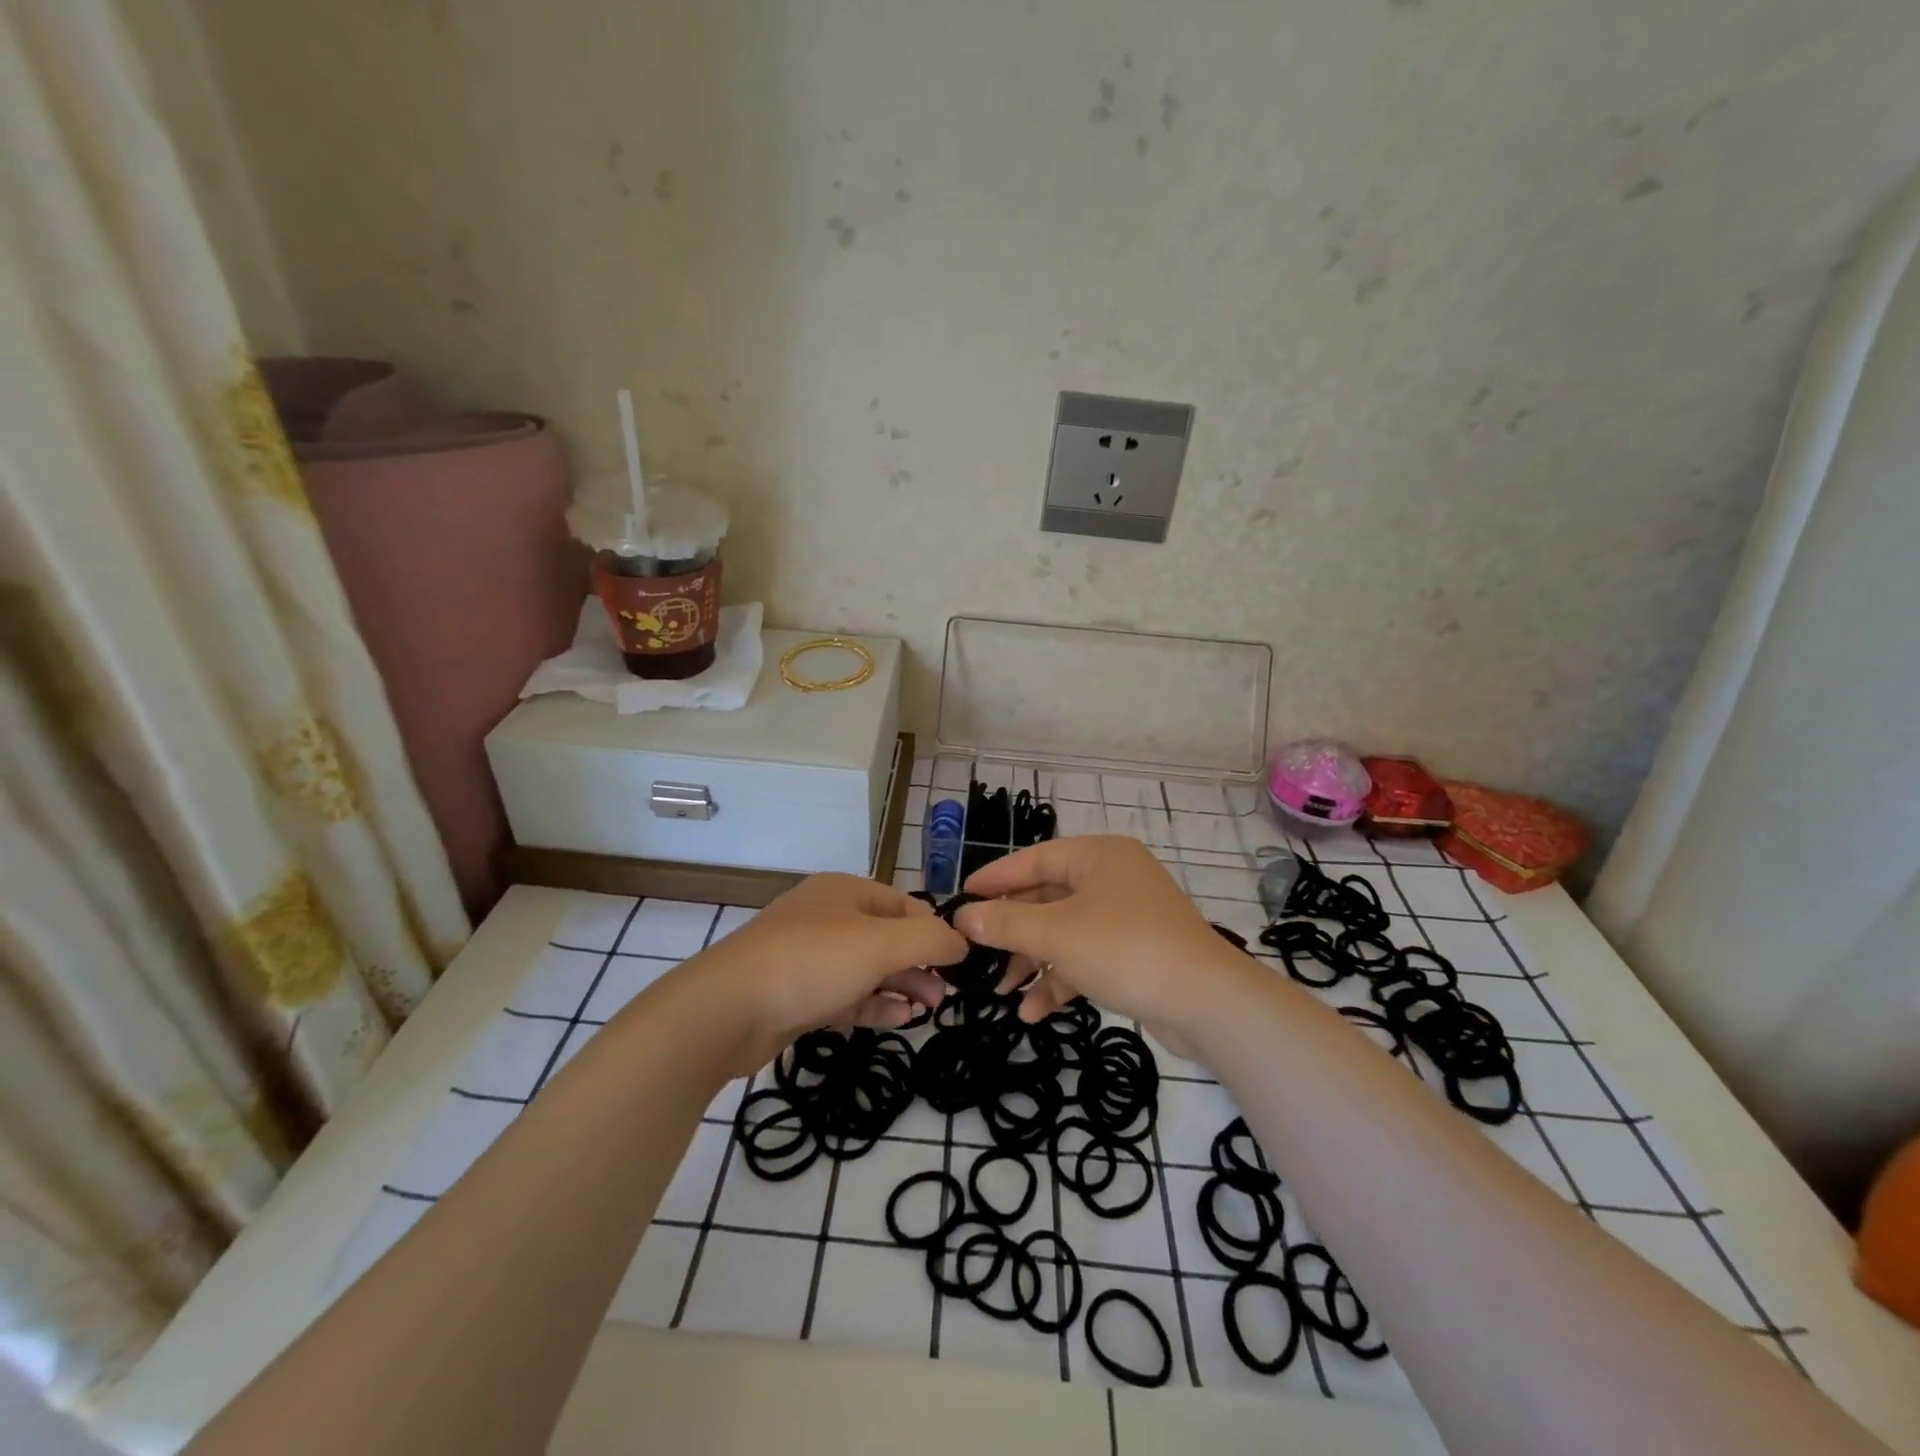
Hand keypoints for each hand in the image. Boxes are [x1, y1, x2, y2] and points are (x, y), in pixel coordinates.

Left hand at [686, 873, 967, 1071]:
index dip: (934, 932)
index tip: (960, 964)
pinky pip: (846, 995)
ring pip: (868, 969)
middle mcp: (828, 917)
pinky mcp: (797, 994)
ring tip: (929, 1010)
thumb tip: (962, 943)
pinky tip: (899, 1019)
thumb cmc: (812, 962)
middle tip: (946, 996)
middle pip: (887, 938)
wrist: (728, 1009)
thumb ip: (930, 941)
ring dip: (901, 986)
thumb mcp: (881, 944)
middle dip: (920, 965)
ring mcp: (809, 957)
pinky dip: (874, 1005)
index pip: (904, 906)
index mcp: (846, 892)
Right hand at [957, 836, 1255, 1039]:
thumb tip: (964, 917)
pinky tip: (1033, 1011)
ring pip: (1063, 931)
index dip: (994, 879)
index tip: (960, 900)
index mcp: (1097, 856)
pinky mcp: (1134, 952)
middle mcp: (1112, 878)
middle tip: (976, 954)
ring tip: (1000, 992)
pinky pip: (1084, 957)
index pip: (1032, 859)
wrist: (1207, 1003)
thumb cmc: (1125, 950)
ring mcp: (1125, 916)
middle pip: (1046, 898)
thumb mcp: (1057, 934)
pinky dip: (1060, 979)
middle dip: (1012, 931)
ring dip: (1032, 961)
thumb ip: (1007, 923)